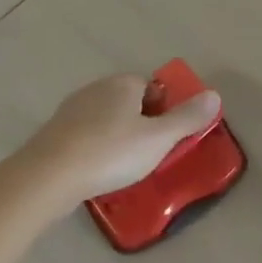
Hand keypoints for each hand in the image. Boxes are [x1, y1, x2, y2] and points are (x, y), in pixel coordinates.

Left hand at [14, 74, 223, 209]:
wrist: (46, 178)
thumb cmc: (110, 153)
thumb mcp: (158, 139)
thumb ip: (187, 118)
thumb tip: (215, 95)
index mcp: (123, 84)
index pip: (152, 87)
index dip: (164, 110)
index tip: (166, 138)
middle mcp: (96, 89)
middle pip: (128, 102)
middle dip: (141, 124)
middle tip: (149, 154)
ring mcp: (71, 110)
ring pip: (105, 120)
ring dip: (117, 138)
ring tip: (124, 167)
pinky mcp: (53, 134)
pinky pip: (85, 137)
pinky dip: (95, 150)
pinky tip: (97, 172)